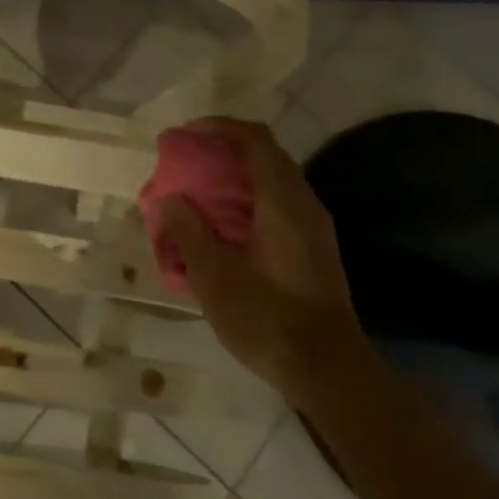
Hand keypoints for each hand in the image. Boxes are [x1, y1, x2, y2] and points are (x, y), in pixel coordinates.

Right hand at [161, 117, 364, 392]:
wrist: (328, 371)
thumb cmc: (268, 319)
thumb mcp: (215, 276)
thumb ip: (189, 231)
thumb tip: (170, 199)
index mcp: (283, 202)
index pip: (254, 139)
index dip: (217, 127)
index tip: (182, 137)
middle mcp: (303, 205)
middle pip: (262, 158)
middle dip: (219, 155)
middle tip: (182, 169)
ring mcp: (312, 228)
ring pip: (268, 185)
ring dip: (229, 184)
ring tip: (193, 201)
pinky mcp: (311, 250)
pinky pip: (273, 210)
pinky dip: (242, 207)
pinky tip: (218, 235)